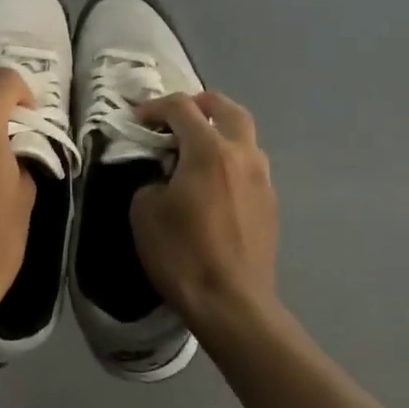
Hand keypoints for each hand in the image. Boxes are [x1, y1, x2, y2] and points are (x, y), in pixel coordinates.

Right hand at [130, 92, 279, 337]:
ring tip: (197, 149)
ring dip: (221, 132)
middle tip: (178, 116)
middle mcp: (243, 155)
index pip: (182, 108)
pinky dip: (231, 160)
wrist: (232, 303)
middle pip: (228, 109)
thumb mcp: (145, 211)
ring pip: (246, 137)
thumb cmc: (182, 255)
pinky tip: (214, 184)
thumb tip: (165, 176)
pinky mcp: (270, 203)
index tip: (138, 120)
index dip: (156, 107)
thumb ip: (153, 179)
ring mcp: (263, 179)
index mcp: (210, 151)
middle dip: (202, 104)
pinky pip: (250, 166)